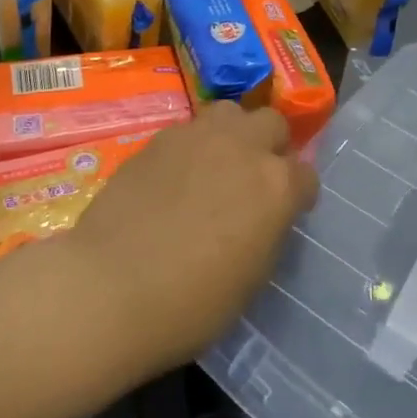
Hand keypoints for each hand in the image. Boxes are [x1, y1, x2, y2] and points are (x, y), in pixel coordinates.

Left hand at [59, 103, 317, 383]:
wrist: (110, 288)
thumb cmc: (190, 304)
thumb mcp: (251, 277)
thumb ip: (267, 231)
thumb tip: (263, 216)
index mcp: (277, 186)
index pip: (306, 175)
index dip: (298, 195)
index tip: (285, 212)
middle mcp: (244, 148)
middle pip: (273, 124)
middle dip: (270, 146)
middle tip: (253, 179)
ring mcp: (199, 136)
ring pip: (231, 113)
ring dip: (233, 134)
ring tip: (216, 165)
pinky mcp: (160, 138)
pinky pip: (189, 129)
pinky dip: (193, 146)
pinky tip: (176, 176)